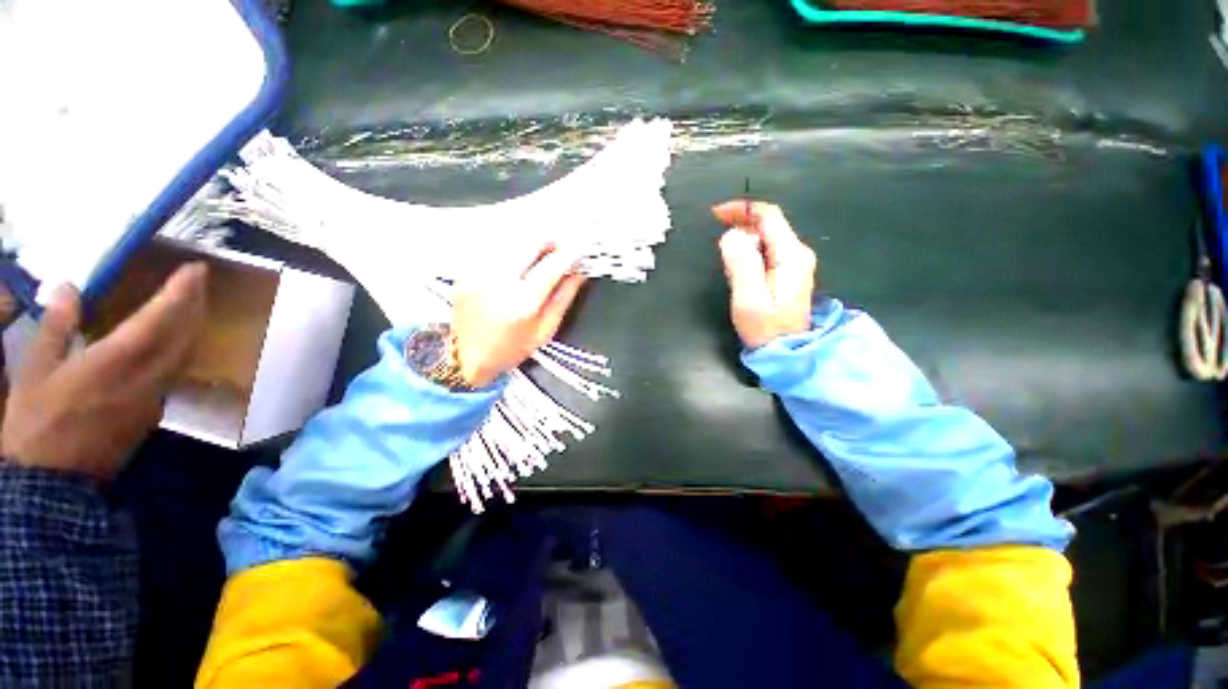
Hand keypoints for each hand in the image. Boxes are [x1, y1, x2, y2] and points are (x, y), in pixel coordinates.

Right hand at [2, 264, 207, 480]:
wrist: (55, 485)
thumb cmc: (37, 425)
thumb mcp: (35, 371)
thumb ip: (55, 328)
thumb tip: (67, 288)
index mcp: (114, 365)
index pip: (159, 320)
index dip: (180, 293)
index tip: (196, 269)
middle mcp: (146, 379)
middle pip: (184, 335)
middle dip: (196, 302)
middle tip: (198, 278)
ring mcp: (155, 397)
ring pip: (186, 352)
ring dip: (193, 323)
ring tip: (192, 299)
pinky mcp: (153, 411)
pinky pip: (176, 370)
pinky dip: (181, 345)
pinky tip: (174, 335)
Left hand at [452, 245, 586, 387]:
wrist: (466, 357)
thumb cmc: (510, 349)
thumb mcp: (545, 330)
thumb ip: (563, 298)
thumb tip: (578, 273)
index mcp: (522, 302)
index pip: (552, 264)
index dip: (570, 253)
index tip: (580, 250)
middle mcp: (498, 281)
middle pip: (529, 241)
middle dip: (550, 240)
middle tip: (560, 248)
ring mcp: (478, 272)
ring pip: (511, 239)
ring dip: (530, 241)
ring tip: (540, 253)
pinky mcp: (466, 270)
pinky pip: (494, 248)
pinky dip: (511, 249)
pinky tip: (517, 261)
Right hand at [712, 201, 817, 349]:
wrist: (787, 352)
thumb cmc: (765, 329)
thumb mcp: (749, 298)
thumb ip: (741, 264)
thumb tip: (731, 235)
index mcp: (790, 255)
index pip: (768, 216)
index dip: (741, 209)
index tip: (715, 214)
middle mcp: (797, 253)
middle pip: (768, 224)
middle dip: (740, 223)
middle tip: (716, 237)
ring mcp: (795, 264)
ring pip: (766, 238)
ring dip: (743, 241)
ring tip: (726, 264)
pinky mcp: (789, 274)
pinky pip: (767, 252)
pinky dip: (749, 253)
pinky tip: (739, 271)